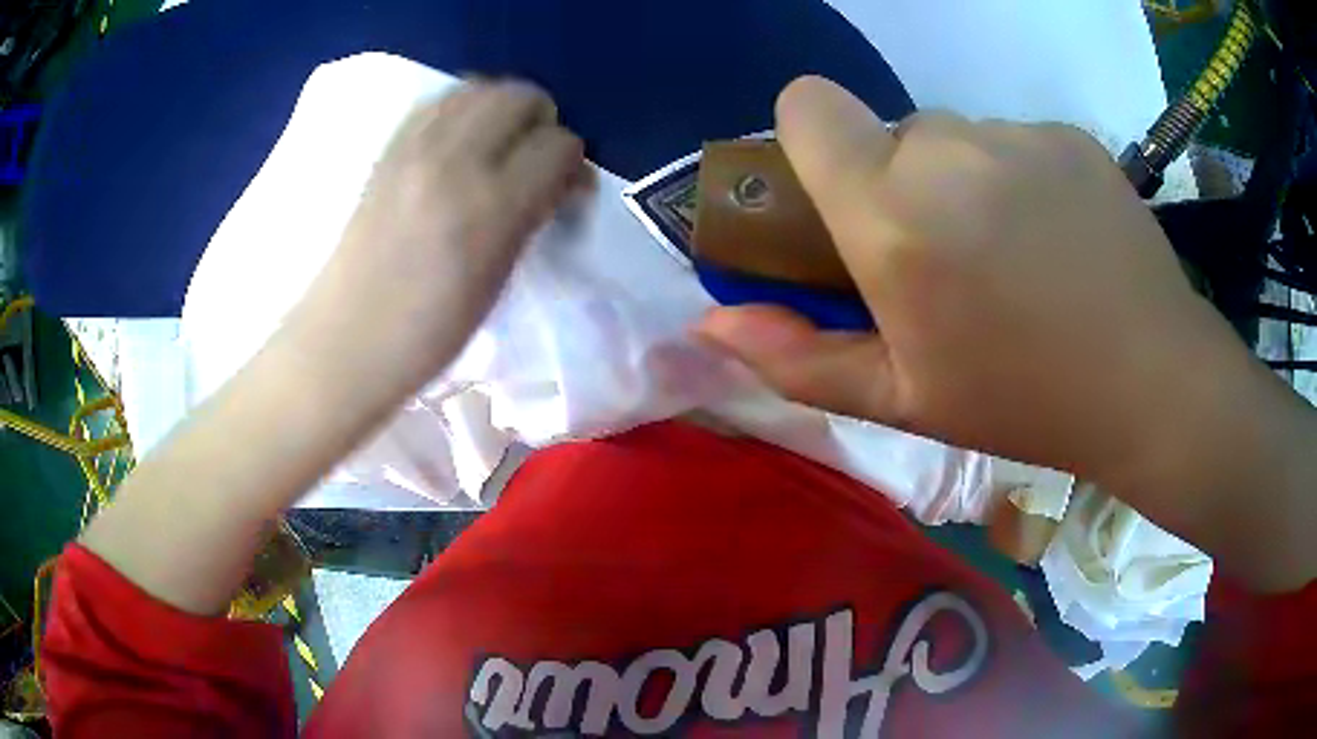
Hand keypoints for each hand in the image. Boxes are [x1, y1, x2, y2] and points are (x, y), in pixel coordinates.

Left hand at [285, 80, 588, 404]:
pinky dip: (463, 111)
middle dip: (541, 122)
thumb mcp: (498, 279)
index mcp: (489, 206)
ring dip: (502, 109)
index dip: (572, 165)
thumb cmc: (428, 333)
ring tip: (499, 149)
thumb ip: (531, 216)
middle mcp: (452, 160)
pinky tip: (459, 146)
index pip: (558, 145)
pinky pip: (439, 102)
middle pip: (520, 96)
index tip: (567, 191)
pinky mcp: (388, 150)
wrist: (345, 340)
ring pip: (479, 86)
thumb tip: (557, 181)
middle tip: (535, 161)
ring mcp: (413, 149)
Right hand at [696, 76, 1263, 493]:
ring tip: (1012, 256)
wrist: (1153, 383)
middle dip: (897, 184)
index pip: (808, 105)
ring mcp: (1017, 134)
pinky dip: (1017, 178)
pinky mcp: (1068, 134)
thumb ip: (797, 358)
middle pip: (887, 132)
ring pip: (955, 137)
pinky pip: (1013, 140)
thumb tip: (709, 323)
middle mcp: (948, 149)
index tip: (840, 196)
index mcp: (892, 213)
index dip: (810, 140)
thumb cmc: (1022, 401)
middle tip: (946, 259)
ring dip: (960, 182)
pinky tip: (1059, 239)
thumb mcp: (902, 399)